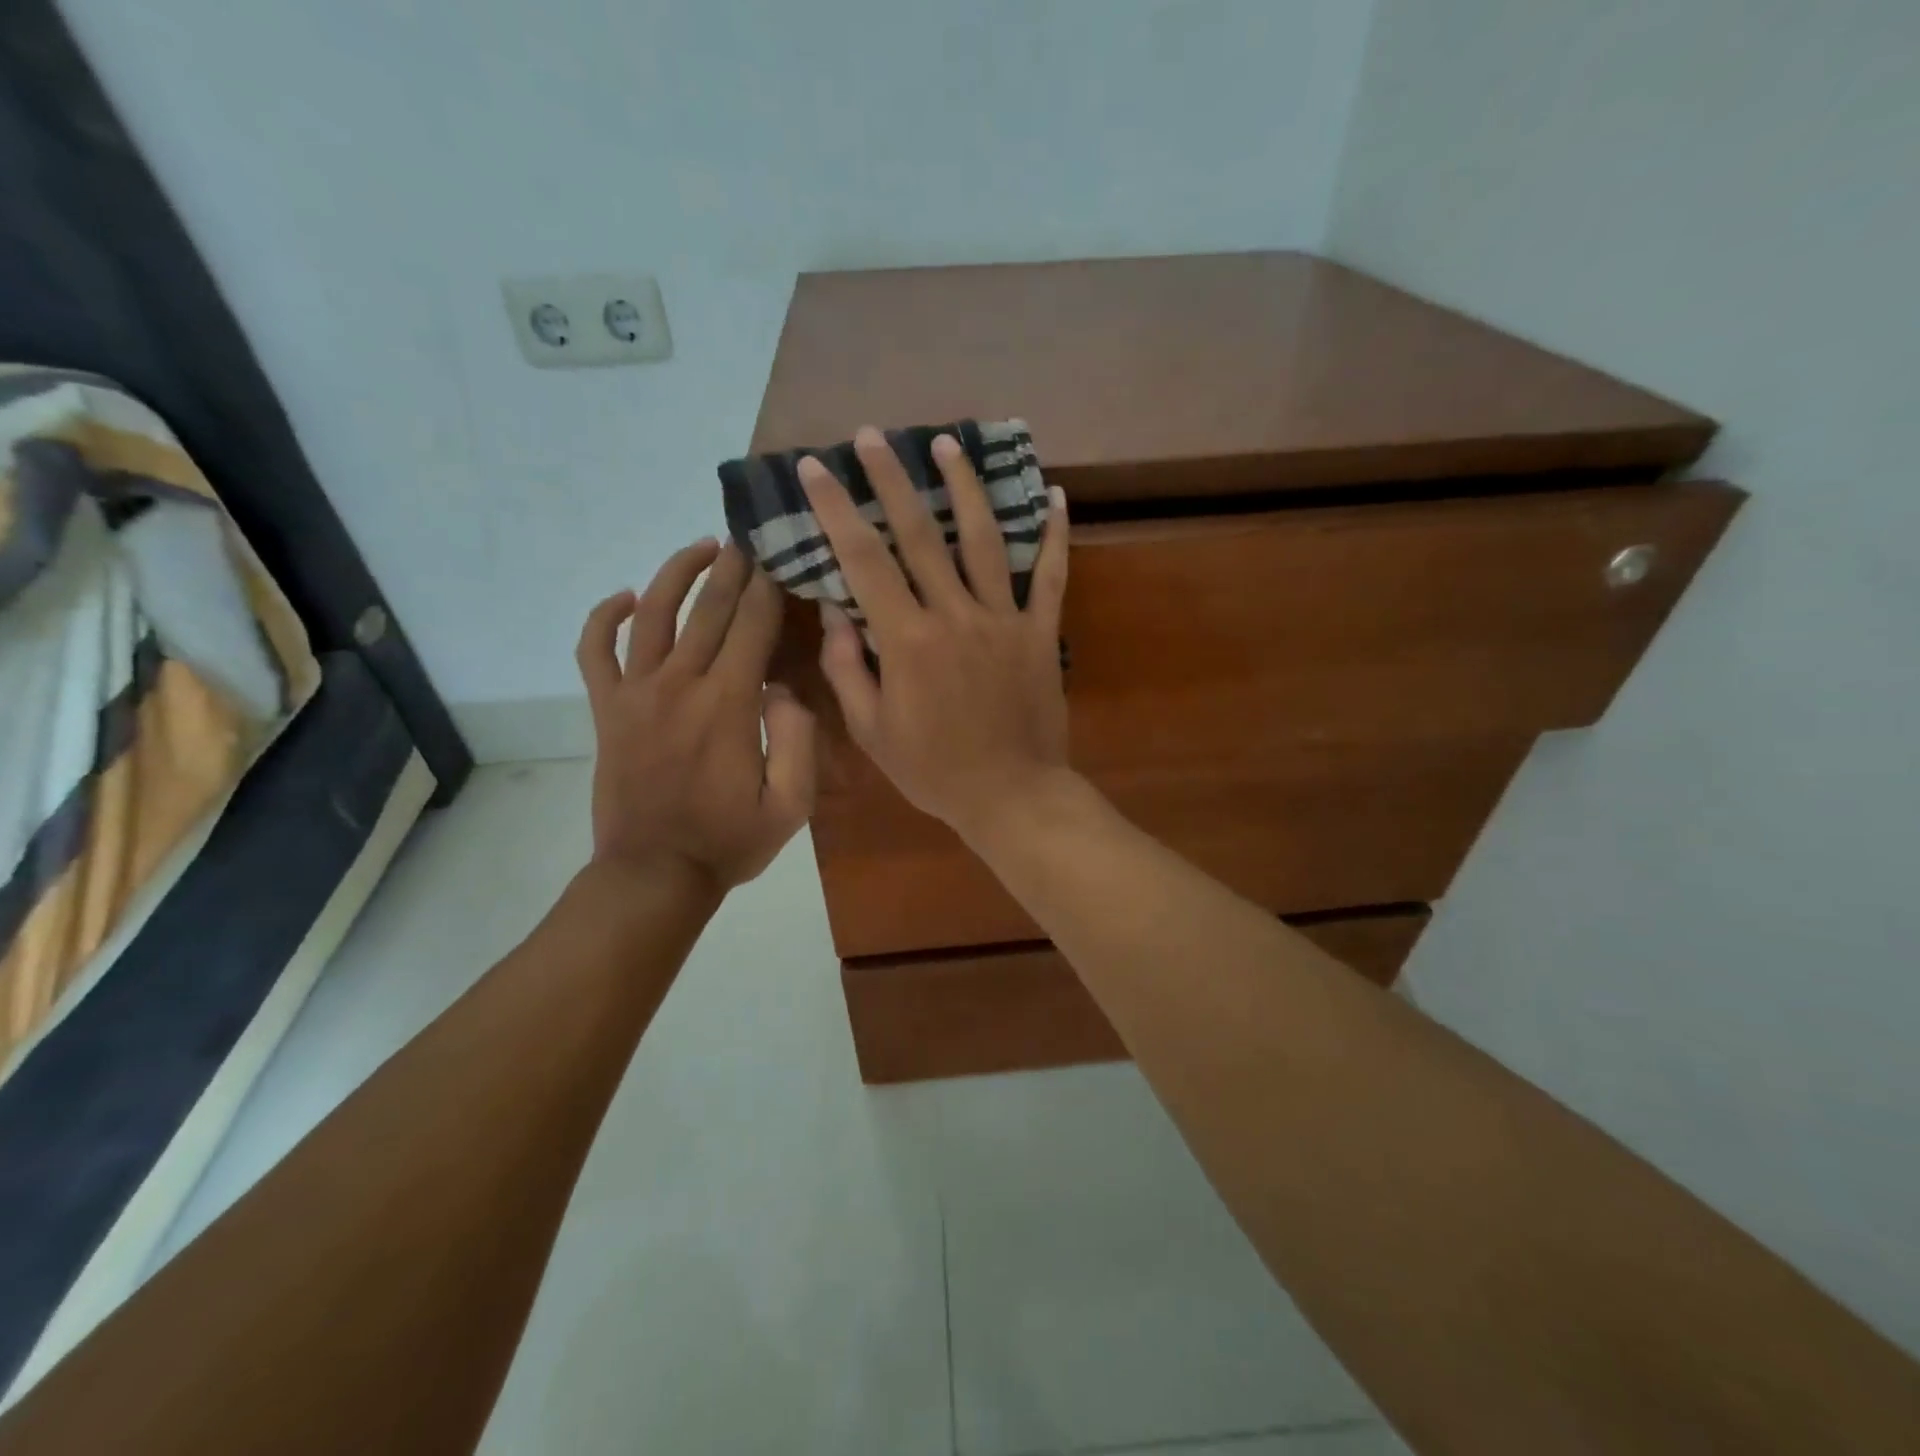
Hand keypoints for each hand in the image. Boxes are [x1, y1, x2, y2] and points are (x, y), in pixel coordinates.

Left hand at [576, 541, 815, 890]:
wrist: (654, 874)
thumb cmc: (729, 842)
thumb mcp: (790, 805)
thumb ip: (798, 741)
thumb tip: (784, 688)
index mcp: (729, 704)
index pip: (753, 626)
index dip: (769, 587)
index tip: (781, 556)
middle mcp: (680, 685)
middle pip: (708, 608)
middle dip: (733, 567)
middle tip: (749, 535)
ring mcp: (636, 694)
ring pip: (652, 613)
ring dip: (676, 573)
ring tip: (700, 547)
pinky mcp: (607, 710)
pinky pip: (594, 650)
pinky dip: (602, 617)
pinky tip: (622, 596)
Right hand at [799, 427, 1071, 844]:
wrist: (1010, 795)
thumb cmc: (933, 770)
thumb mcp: (872, 730)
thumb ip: (847, 667)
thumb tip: (833, 611)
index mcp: (907, 640)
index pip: (864, 560)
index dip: (836, 510)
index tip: (816, 468)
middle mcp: (954, 615)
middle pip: (921, 534)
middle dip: (892, 480)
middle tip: (873, 436)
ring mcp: (1003, 619)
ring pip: (983, 540)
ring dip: (964, 487)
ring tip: (948, 444)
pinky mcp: (1039, 632)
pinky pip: (1050, 576)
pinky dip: (1054, 535)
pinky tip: (1054, 495)